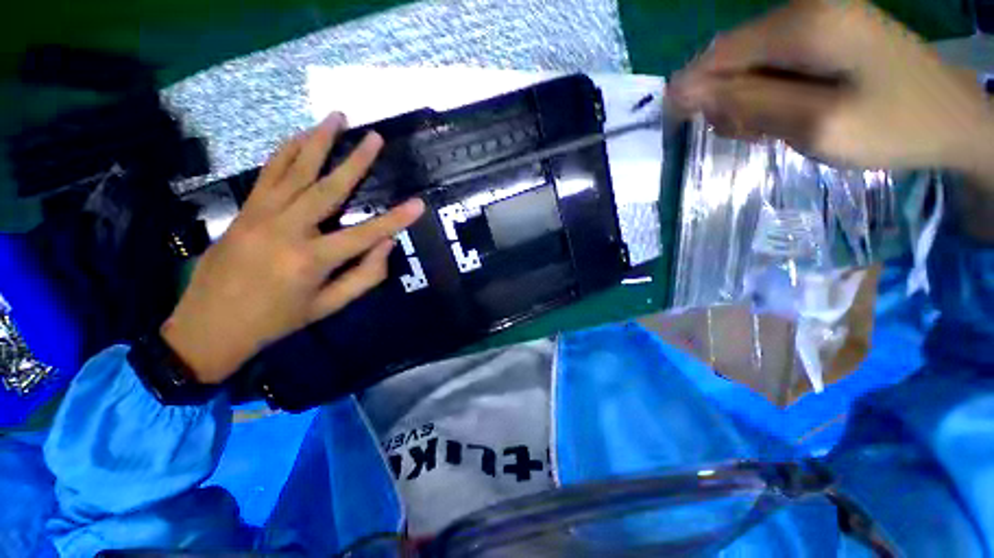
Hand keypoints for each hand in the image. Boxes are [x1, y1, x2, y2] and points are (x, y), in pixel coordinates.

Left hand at [161, 113, 424, 383]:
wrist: (210, 325)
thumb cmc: (277, 321)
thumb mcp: (328, 307)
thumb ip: (365, 276)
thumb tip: (387, 245)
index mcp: (311, 260)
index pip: (365, 234)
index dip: (395, 220)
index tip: (418, 204)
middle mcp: (287, 230)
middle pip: (328, 188)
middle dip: (356, 161)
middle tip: (375, 137)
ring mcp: (261, 215)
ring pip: (295, 170)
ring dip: (317, 141)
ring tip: (336, 117)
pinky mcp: (245, 210)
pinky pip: (268, 173)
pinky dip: (285, 151)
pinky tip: (299, 136)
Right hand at [667, 0, 993, 173]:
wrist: (955, 120)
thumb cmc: (895, 127)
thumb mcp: (816, 124)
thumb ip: (748, 104)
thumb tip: (684, 93)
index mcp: (804, 24)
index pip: (719, 54)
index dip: (692, 91)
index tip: (682, 128)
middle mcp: (806, 8)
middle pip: (732, 55)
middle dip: (724, 98)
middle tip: (745, 134)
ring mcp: (818, 17)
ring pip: (750, 60)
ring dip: (745, 98)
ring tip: (767, 128)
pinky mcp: (826, 32)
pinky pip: (774, 61)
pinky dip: (767, 91)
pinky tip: (783, 112)